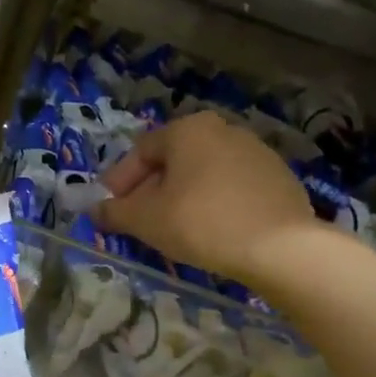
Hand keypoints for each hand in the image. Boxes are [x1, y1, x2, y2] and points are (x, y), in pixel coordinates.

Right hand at [97, 110, 316, 282]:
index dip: (119, 182)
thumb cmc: (201, 222)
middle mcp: (222, 129)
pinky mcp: (278, 177)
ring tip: (174, 229)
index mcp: (188, 130)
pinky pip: (231, 187)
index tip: (109, 208)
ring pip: (203, 173)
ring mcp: (256, 151)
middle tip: (139, 220)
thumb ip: (115, 212)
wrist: (280, 247)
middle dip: (150, 190)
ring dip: (182, 196)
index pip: (141, 152)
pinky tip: (211, 230)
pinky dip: (213, 203)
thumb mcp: (146, 220)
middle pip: (173, 161)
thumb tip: (95, 210)